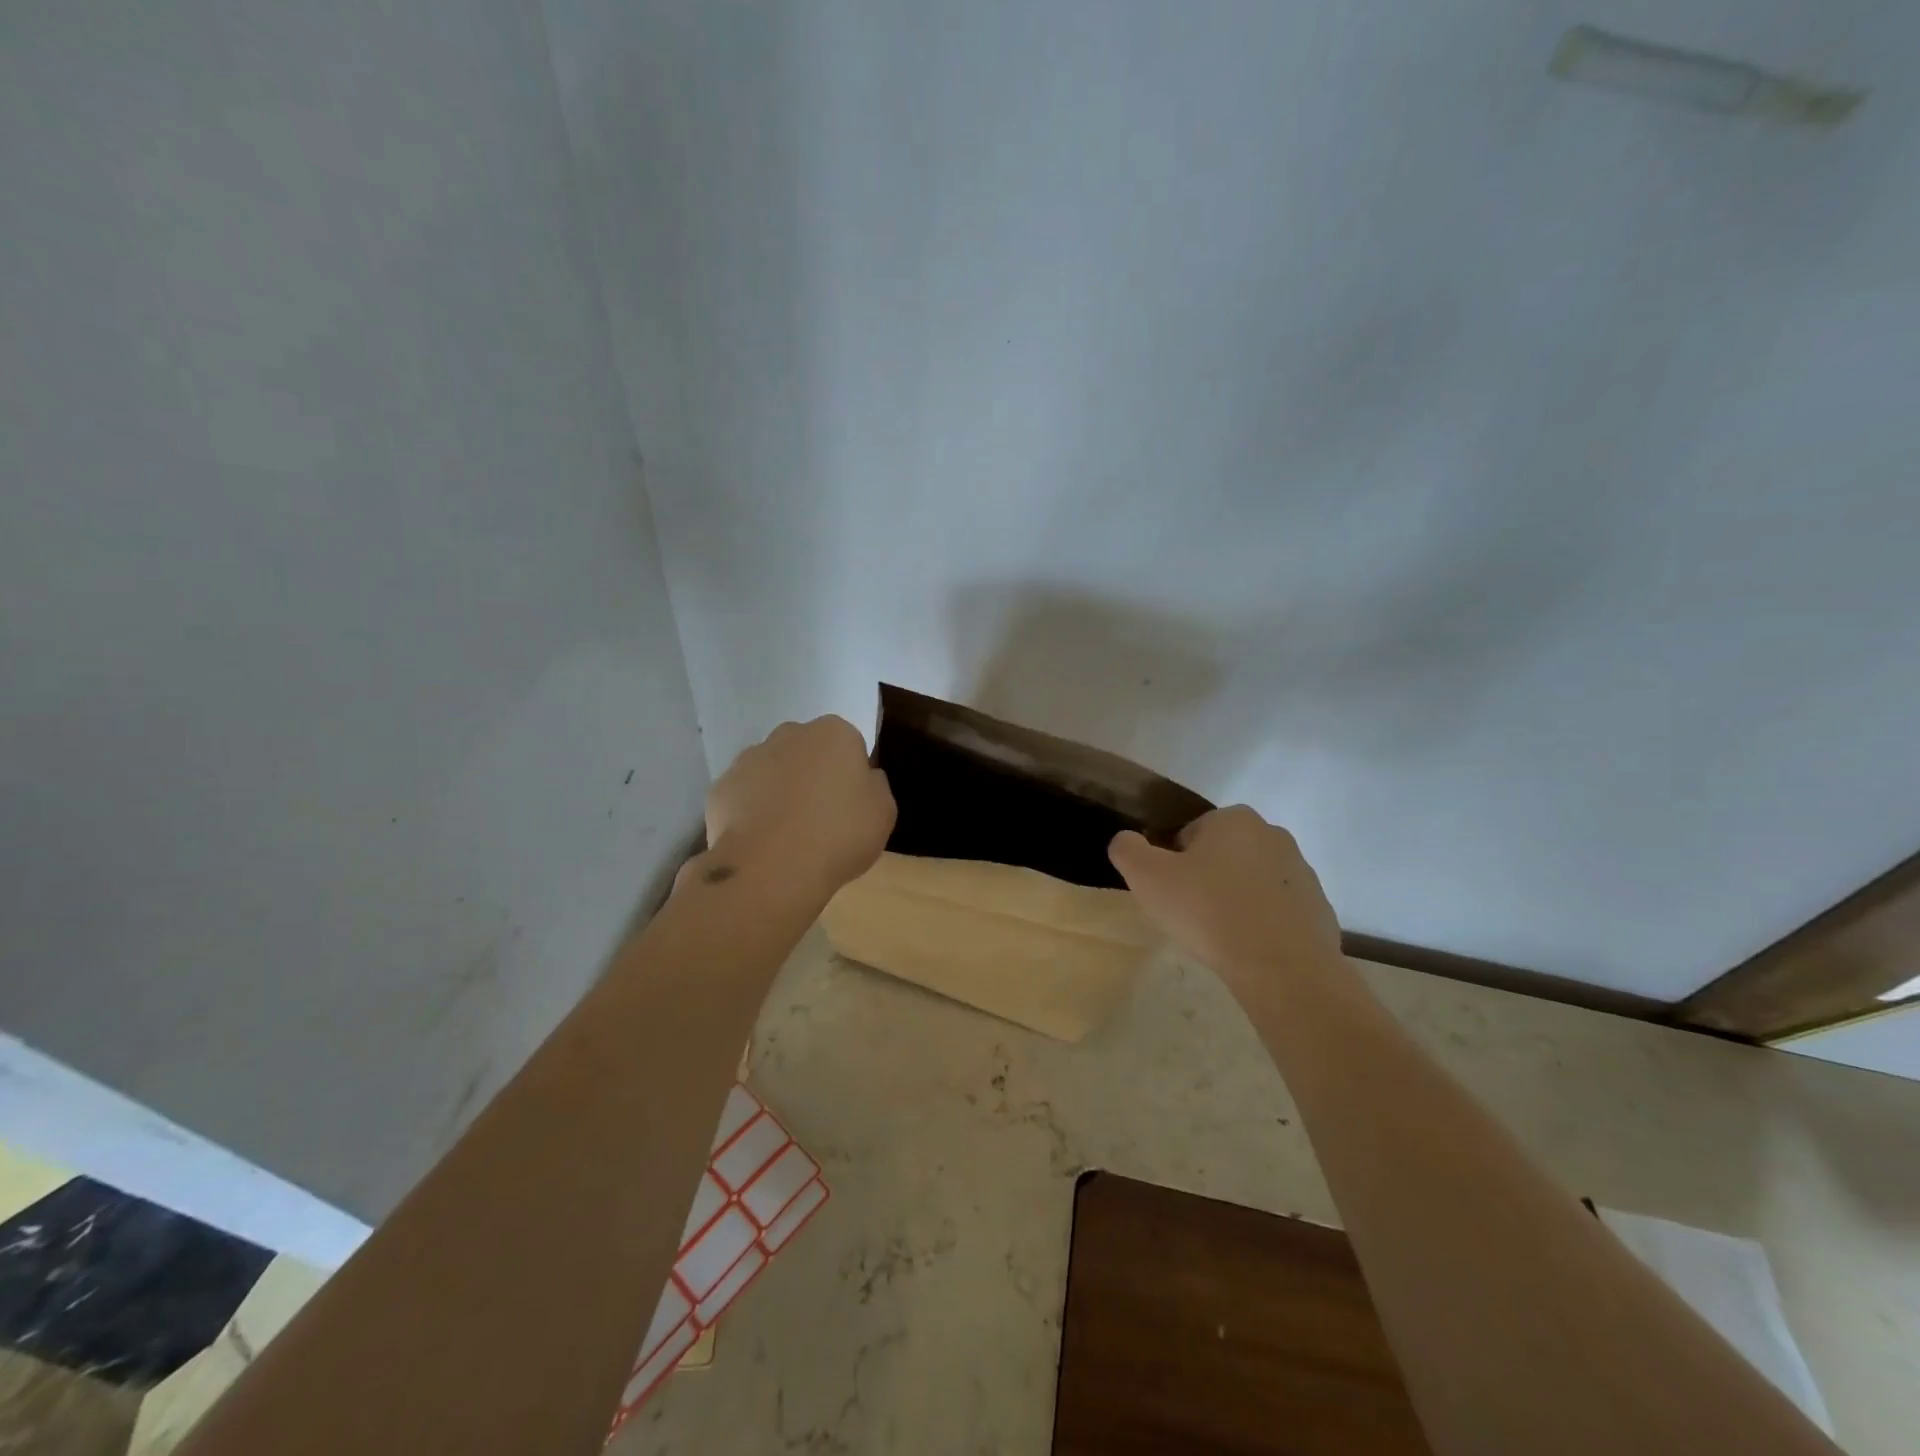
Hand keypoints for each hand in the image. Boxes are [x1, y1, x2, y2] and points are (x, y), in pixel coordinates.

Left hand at [703, 716, 896, 897]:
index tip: (851, 805)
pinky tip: (761, 842)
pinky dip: (750, 812)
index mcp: (834, 733)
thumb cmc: (840, 835)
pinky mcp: (720, 788)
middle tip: (821, 817)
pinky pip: (743, 796)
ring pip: (771, 770)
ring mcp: (748, 759)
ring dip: (779, 791)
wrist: (771, 868)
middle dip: (812, 775)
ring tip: (788, 835)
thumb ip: (875, 786)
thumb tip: (863, 778)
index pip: (848, 745)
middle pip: (806, 751)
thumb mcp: (883, 812)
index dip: (850, 775)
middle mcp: (789, 734)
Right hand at [1108, 806, 1341, 984]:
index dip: (1173, 864)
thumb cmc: (1209, 912)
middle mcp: (1272, 834)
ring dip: (1235, 900)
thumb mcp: (1147, 877)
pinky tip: (1249, 948)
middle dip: (1206, 879)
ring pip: (1251, 881)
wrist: (1282, 969)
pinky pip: (1277, 910)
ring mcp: (1301, 872)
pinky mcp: (1318, 908)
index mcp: (1233, 819)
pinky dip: (1262, 923)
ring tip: (1221, 935)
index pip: (1189, 834)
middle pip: (1222, 855)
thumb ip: (1127, 849)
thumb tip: (1126, 841)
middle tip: (1191, 914)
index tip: (1171, 894)